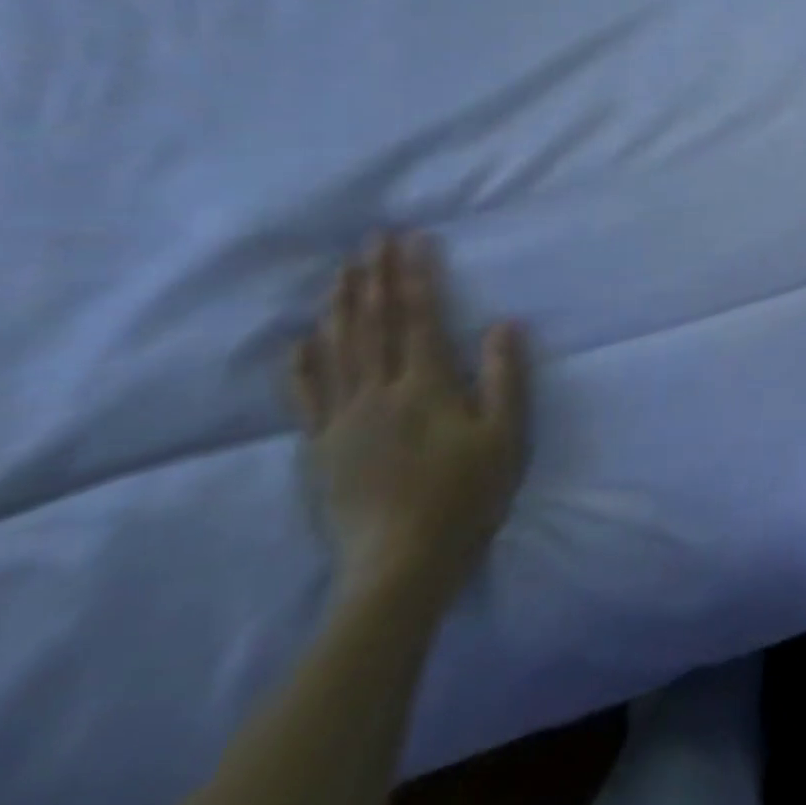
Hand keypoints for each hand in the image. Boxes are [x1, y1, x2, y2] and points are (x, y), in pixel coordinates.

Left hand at [290, 236, 527, 612]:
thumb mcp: (506, 437)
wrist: (401, 566)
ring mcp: (343, 420)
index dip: (416, 276)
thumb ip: (505, 377)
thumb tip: (504, 323)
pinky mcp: (321, 448)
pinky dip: (301, 362)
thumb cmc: (466, 497)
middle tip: (370, 238)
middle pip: (373, 324)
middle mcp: (379, 392)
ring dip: (339, 305)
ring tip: (340, 271)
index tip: (411, 239)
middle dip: (374, 277)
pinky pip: (305, 396)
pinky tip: (298, 339)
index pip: (420, 318)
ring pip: (337, 350)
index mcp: (426, 386)